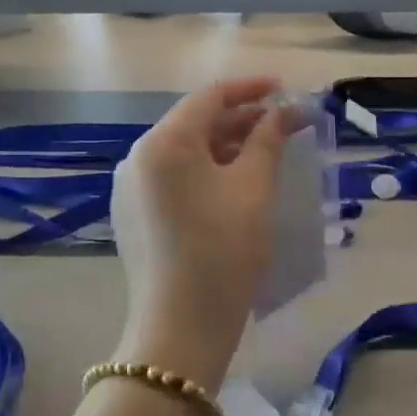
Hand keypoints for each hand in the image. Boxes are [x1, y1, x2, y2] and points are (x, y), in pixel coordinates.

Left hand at [109, 78, 294, 390]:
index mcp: (162, 143)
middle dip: (242, 120)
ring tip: (266, 153)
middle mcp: (137, 158)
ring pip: (185, 153)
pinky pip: (174, 179)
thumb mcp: (254, 188)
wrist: (182, 326)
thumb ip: (268, 140)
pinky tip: (236, 184)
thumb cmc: (224, 250)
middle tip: (286, 125)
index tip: (286, 90)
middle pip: (195, 124)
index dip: (252, 89)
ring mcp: (130, 189)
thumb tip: (285, 112)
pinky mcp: (134, 216)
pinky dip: (207, 172)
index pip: (210, 97)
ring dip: (226, 147)